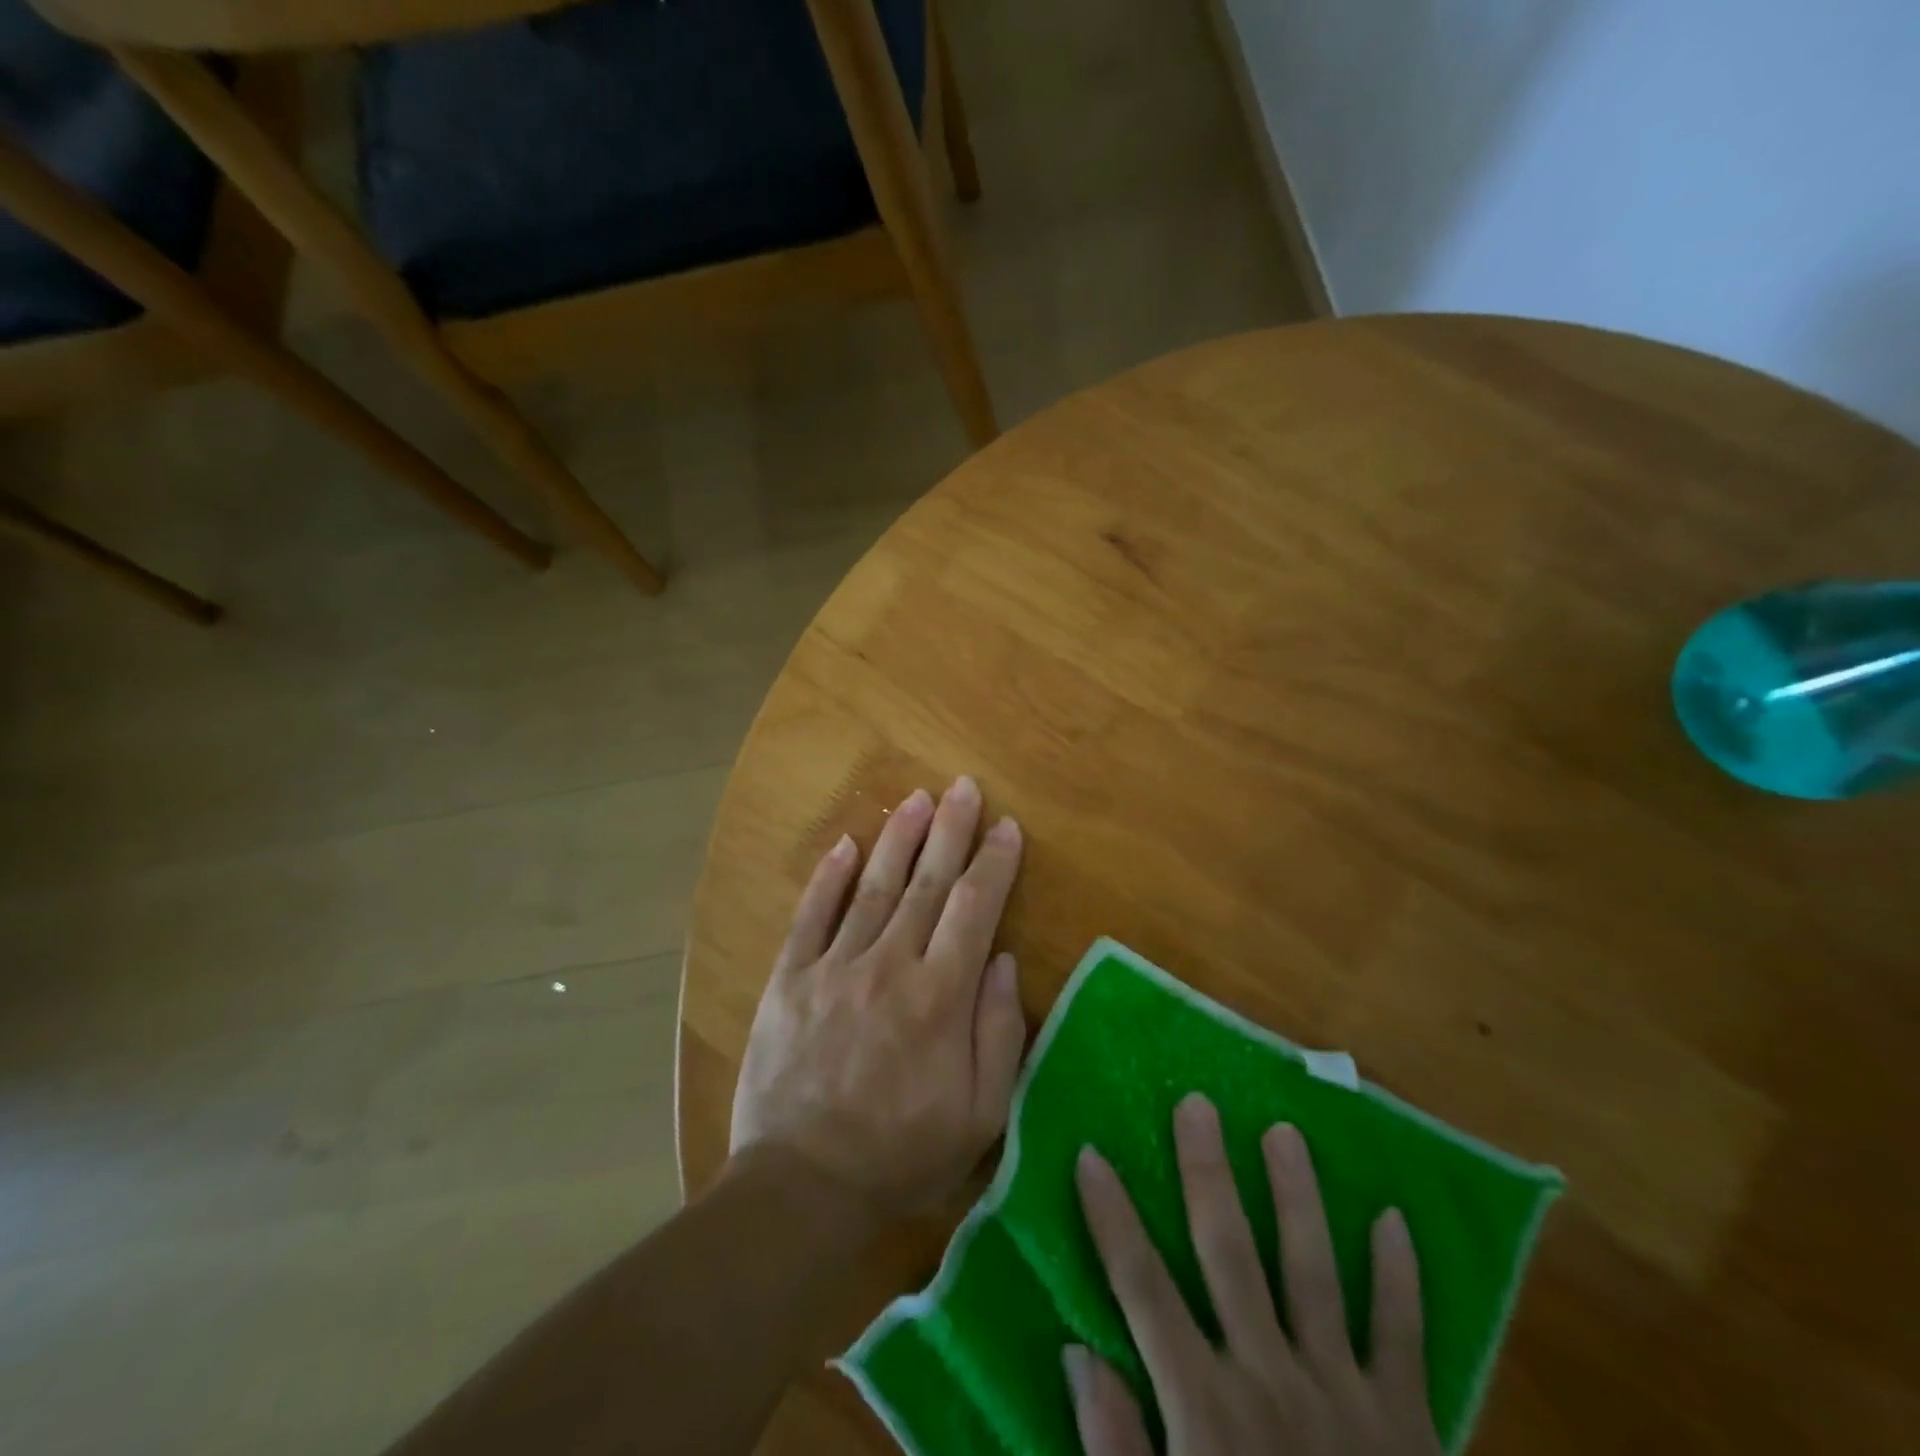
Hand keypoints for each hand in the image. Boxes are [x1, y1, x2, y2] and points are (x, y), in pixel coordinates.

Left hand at [730, 776, 1026, 1227]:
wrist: (801, 1187)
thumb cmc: (901, 1154)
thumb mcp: (978, 1114)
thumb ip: (998, 1032)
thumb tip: (1001, 959)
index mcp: (939, 997)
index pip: (974, 909)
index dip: (994, 863)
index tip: (1007, 827)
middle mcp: (889, 966)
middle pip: (927, 883)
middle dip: (950, 830)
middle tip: (963, 787)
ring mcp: (834, 967)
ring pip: (874, 887)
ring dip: (898, 838)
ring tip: (917, 797)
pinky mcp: (791, 979)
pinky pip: (812, 916)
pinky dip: (829, 877)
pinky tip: (846, 845)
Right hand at [1066, 1094, 1442, 1455]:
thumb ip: (1116, 1452)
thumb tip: (1078, 1354)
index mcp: (1206, 1411)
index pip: (1142, 1288)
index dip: (1112, 1218)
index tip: (1091, 1154)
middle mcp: (1271, 1380)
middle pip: (1229, 1252)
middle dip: (1207, 1172)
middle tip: (1198, 1104)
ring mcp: (1345, 1396)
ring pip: (1314, 1271)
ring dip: (1298, 1196)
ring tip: (1285, 1132)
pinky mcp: (1410, 1425)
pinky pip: (1404, 1337)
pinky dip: (1400, 1278)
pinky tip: (1395, 1220)